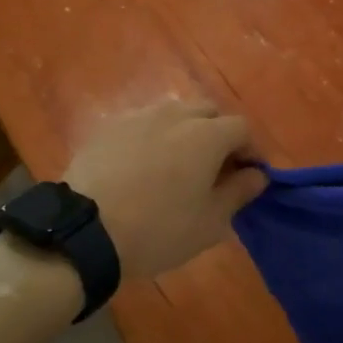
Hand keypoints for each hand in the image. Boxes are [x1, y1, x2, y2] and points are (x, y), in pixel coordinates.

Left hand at [61, 100, 267, 281]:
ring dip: (184, 132)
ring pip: (174, 114)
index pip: (242, 128)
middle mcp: (175, 115)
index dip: (250, 150)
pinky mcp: (109, 126)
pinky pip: (142, 123)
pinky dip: (151, 137)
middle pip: (208, 112)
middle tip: (213, 168)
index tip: (248, 175)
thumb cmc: (158, 230)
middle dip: (218, 134)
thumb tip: (257, 175)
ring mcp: (139, 116)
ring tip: (176, 165)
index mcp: (207, 135)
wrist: (85, 230)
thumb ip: (239, 193)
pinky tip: (141, 166)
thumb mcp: (209, 223)